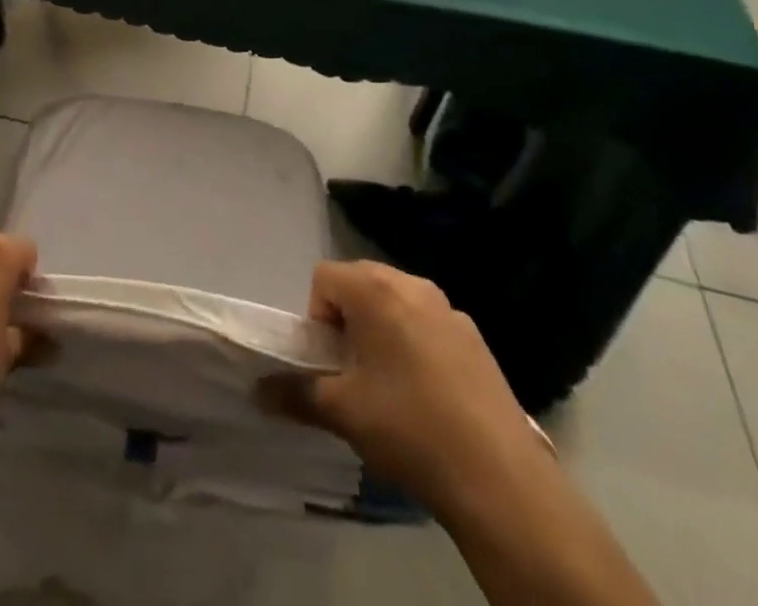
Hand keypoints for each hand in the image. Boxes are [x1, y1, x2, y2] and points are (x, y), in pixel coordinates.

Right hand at [267, 260, 546, 515]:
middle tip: (353, 370)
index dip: (317, 316)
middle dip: (348, 318)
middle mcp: (412, 284)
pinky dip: (416, 343)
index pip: (324, 277)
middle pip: (361, 282)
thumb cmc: (408, 427)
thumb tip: (258, 391)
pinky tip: (428, 395)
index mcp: (375, 289)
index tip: (330, 360)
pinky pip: (429, 324)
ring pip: (397, 302)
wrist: (499, 479)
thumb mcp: (342, 411)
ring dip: (382, 329)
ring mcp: (450, 310)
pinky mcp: (477, 339)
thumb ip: (295, 393)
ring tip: (389, 384)